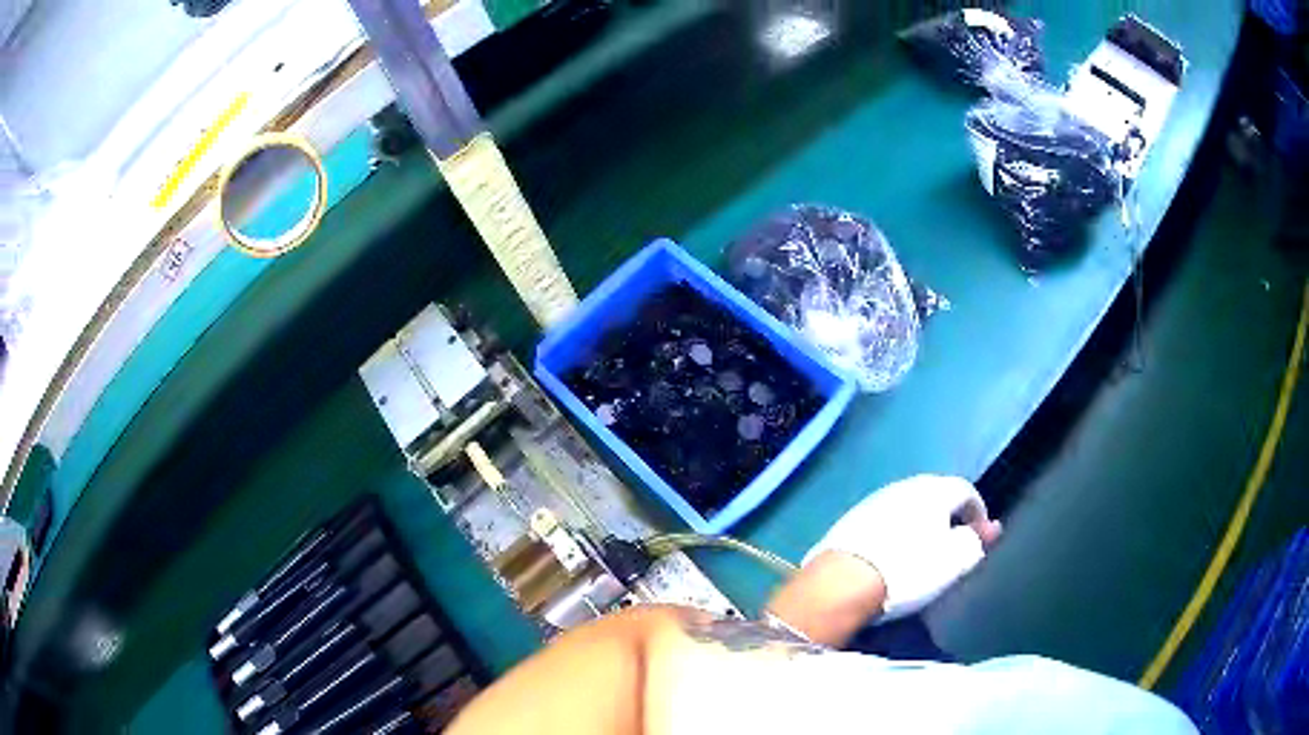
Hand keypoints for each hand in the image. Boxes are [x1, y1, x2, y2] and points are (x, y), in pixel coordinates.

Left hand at [804, 475, 1000, 621]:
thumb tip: (984, 530)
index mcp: (933, 489)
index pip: (965, 490)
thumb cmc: (908, 570)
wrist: (841, 583)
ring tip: (922, 551)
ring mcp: (871, 503)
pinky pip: (881, 523)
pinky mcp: (847, 522)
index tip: (981, 536)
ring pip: (905, 508)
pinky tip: (890, 556)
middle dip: (947, 516)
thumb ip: (975, 542)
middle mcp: (902, 487)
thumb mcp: (955, 561)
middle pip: (933, 495)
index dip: (978, 512)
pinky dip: (893, 534)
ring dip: (918, 524)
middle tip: (953, 542)